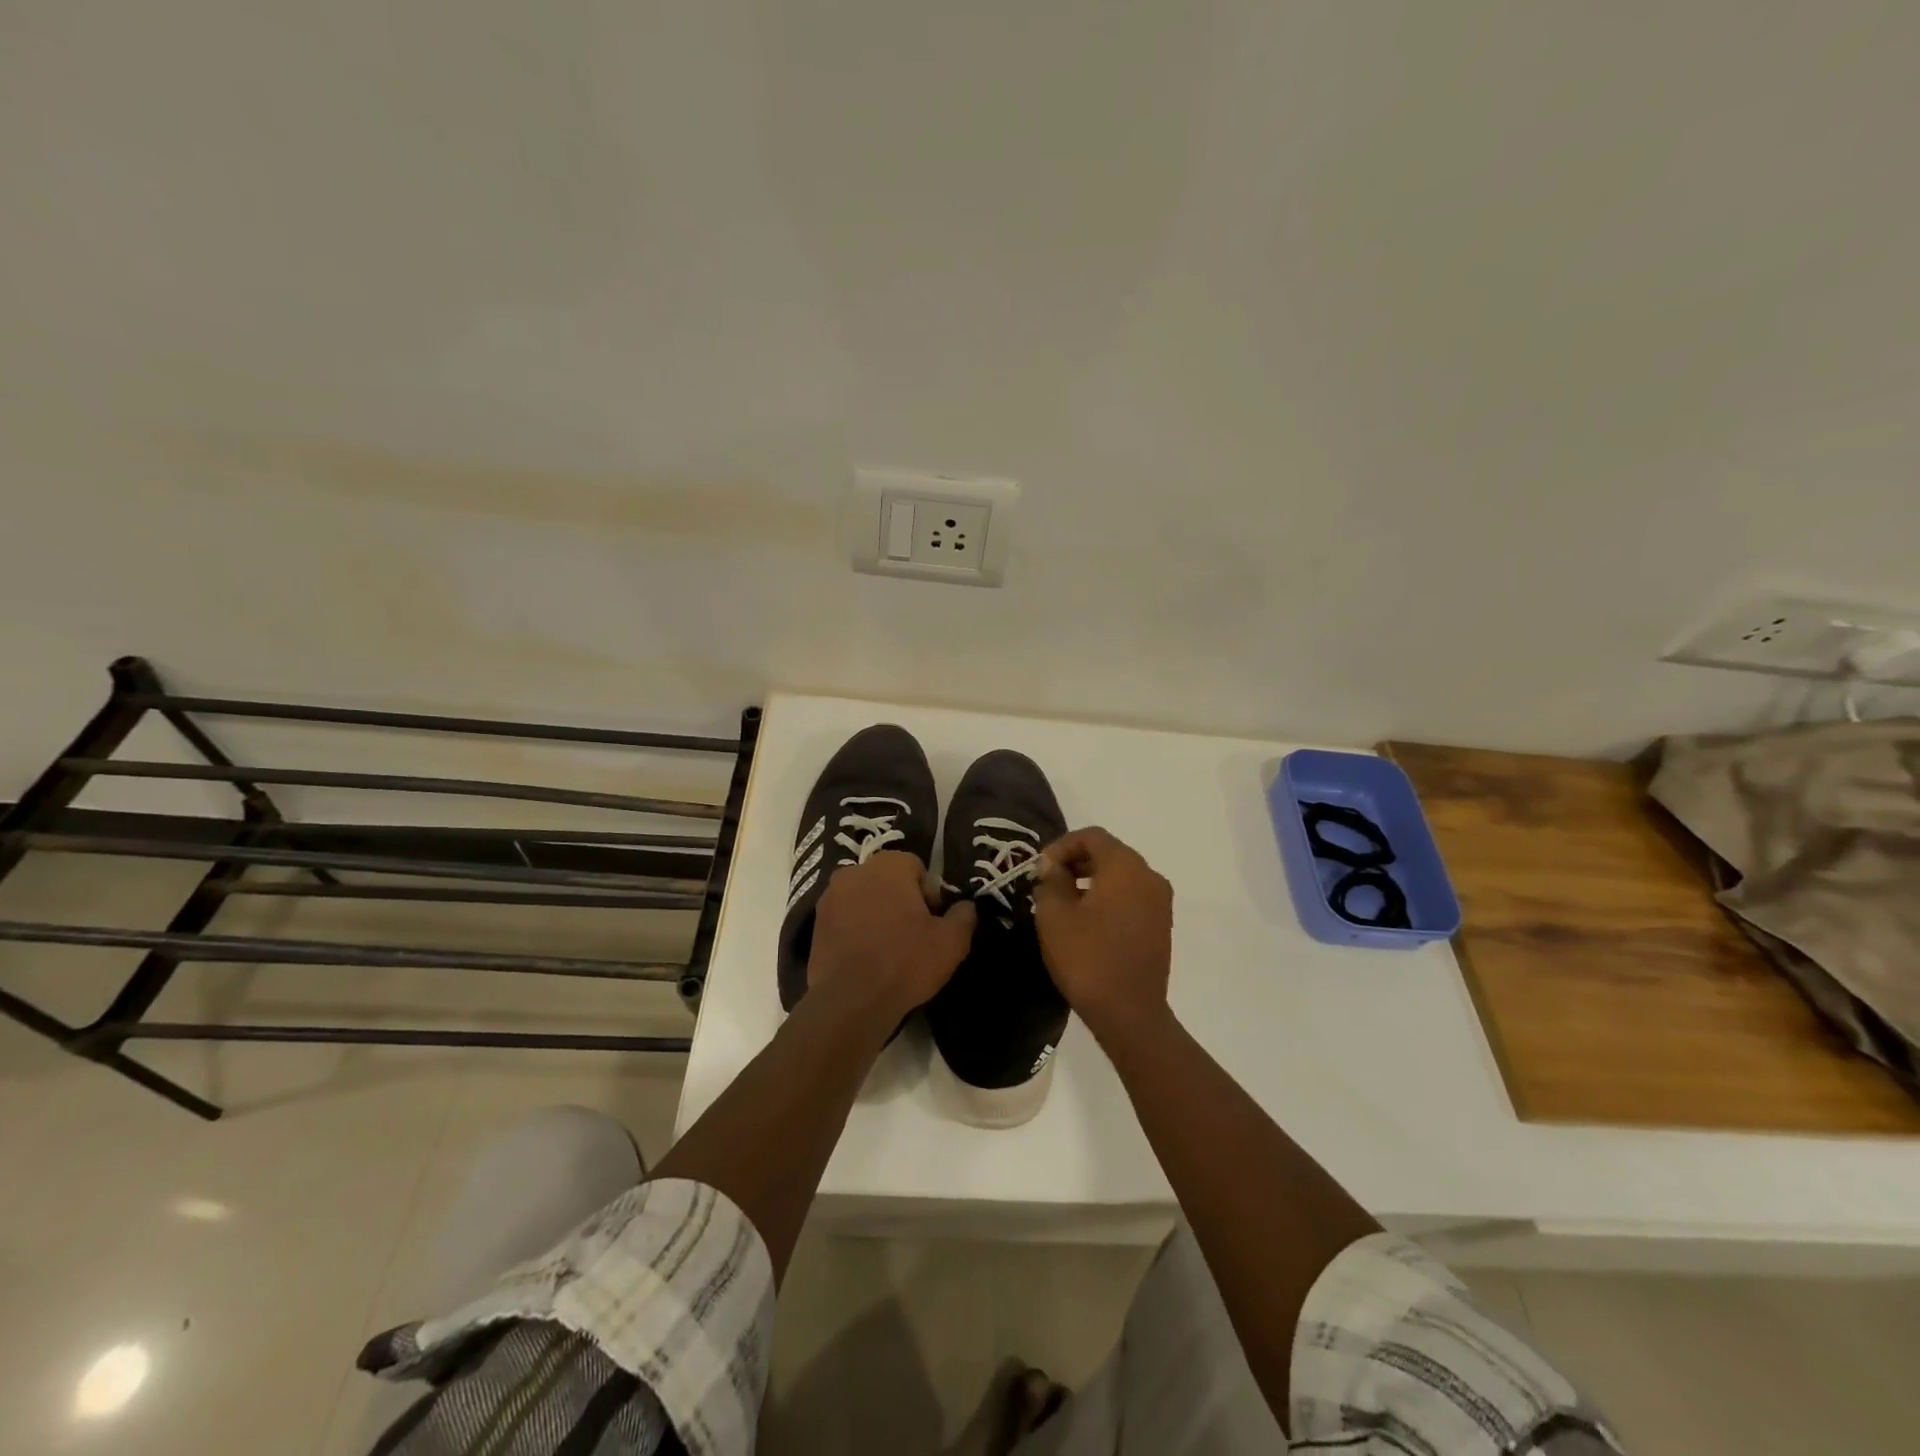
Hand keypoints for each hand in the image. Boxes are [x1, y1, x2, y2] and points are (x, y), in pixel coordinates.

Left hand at [807, 851, 976, 1023]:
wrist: (851, 1001)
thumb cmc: (905, 961)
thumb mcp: (951, 942)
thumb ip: (964, 916)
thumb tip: (966, 907)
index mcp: (888, 865)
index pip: (916, 868)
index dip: (928, 895)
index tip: (932, 923)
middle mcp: (855, 872)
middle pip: (887, 881)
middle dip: (901, 901)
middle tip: (913, 936)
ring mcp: (830, 897)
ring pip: (864, 899)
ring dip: (876, 915)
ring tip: (888, 950)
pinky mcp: (815, 924)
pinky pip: (845, 920)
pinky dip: (855, 931)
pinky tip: (866, 959)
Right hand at [1032, 827, 1173, 1040]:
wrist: (1129, 1013)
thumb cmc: (1087, 958)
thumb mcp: (1054, 915)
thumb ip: (1051, 880)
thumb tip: (1054, 866)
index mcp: (1126, 867)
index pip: (1092, 836)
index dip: (1061, 846)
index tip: (1040, 869)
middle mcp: (1150, 876)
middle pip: (1110, 852)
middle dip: (1076, 861)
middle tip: (1048, 882)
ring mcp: (1160, 902)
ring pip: (1121, 875)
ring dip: (1091, 879)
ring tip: (1063, 901)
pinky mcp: (1161, 925)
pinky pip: (1131, 896)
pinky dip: (1108, 896)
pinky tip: (1086, 919)